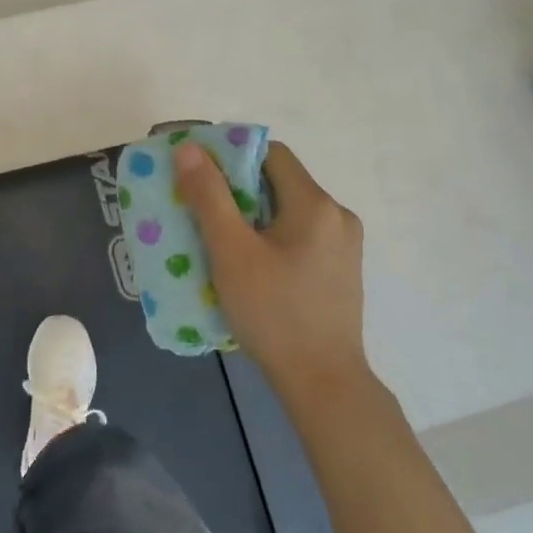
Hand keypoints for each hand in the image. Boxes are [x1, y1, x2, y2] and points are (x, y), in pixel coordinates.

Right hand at [174, 139, 373, 403]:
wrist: (323, 383)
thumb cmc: (274, 313)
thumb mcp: (231, 252)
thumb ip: (209, 197)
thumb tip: (189, 149)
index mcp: (315, 204)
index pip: (270, 154)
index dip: (231, 156)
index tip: (198, 174)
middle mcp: (337, 216)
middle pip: (279, 182)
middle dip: (236, 189)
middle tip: (198, 208)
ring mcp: (343, 245)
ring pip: (287, 211)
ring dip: (251, 216)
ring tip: (216, 238)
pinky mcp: (339, 271)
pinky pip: (298, 236)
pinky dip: (269, 237)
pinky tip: (247, 264)